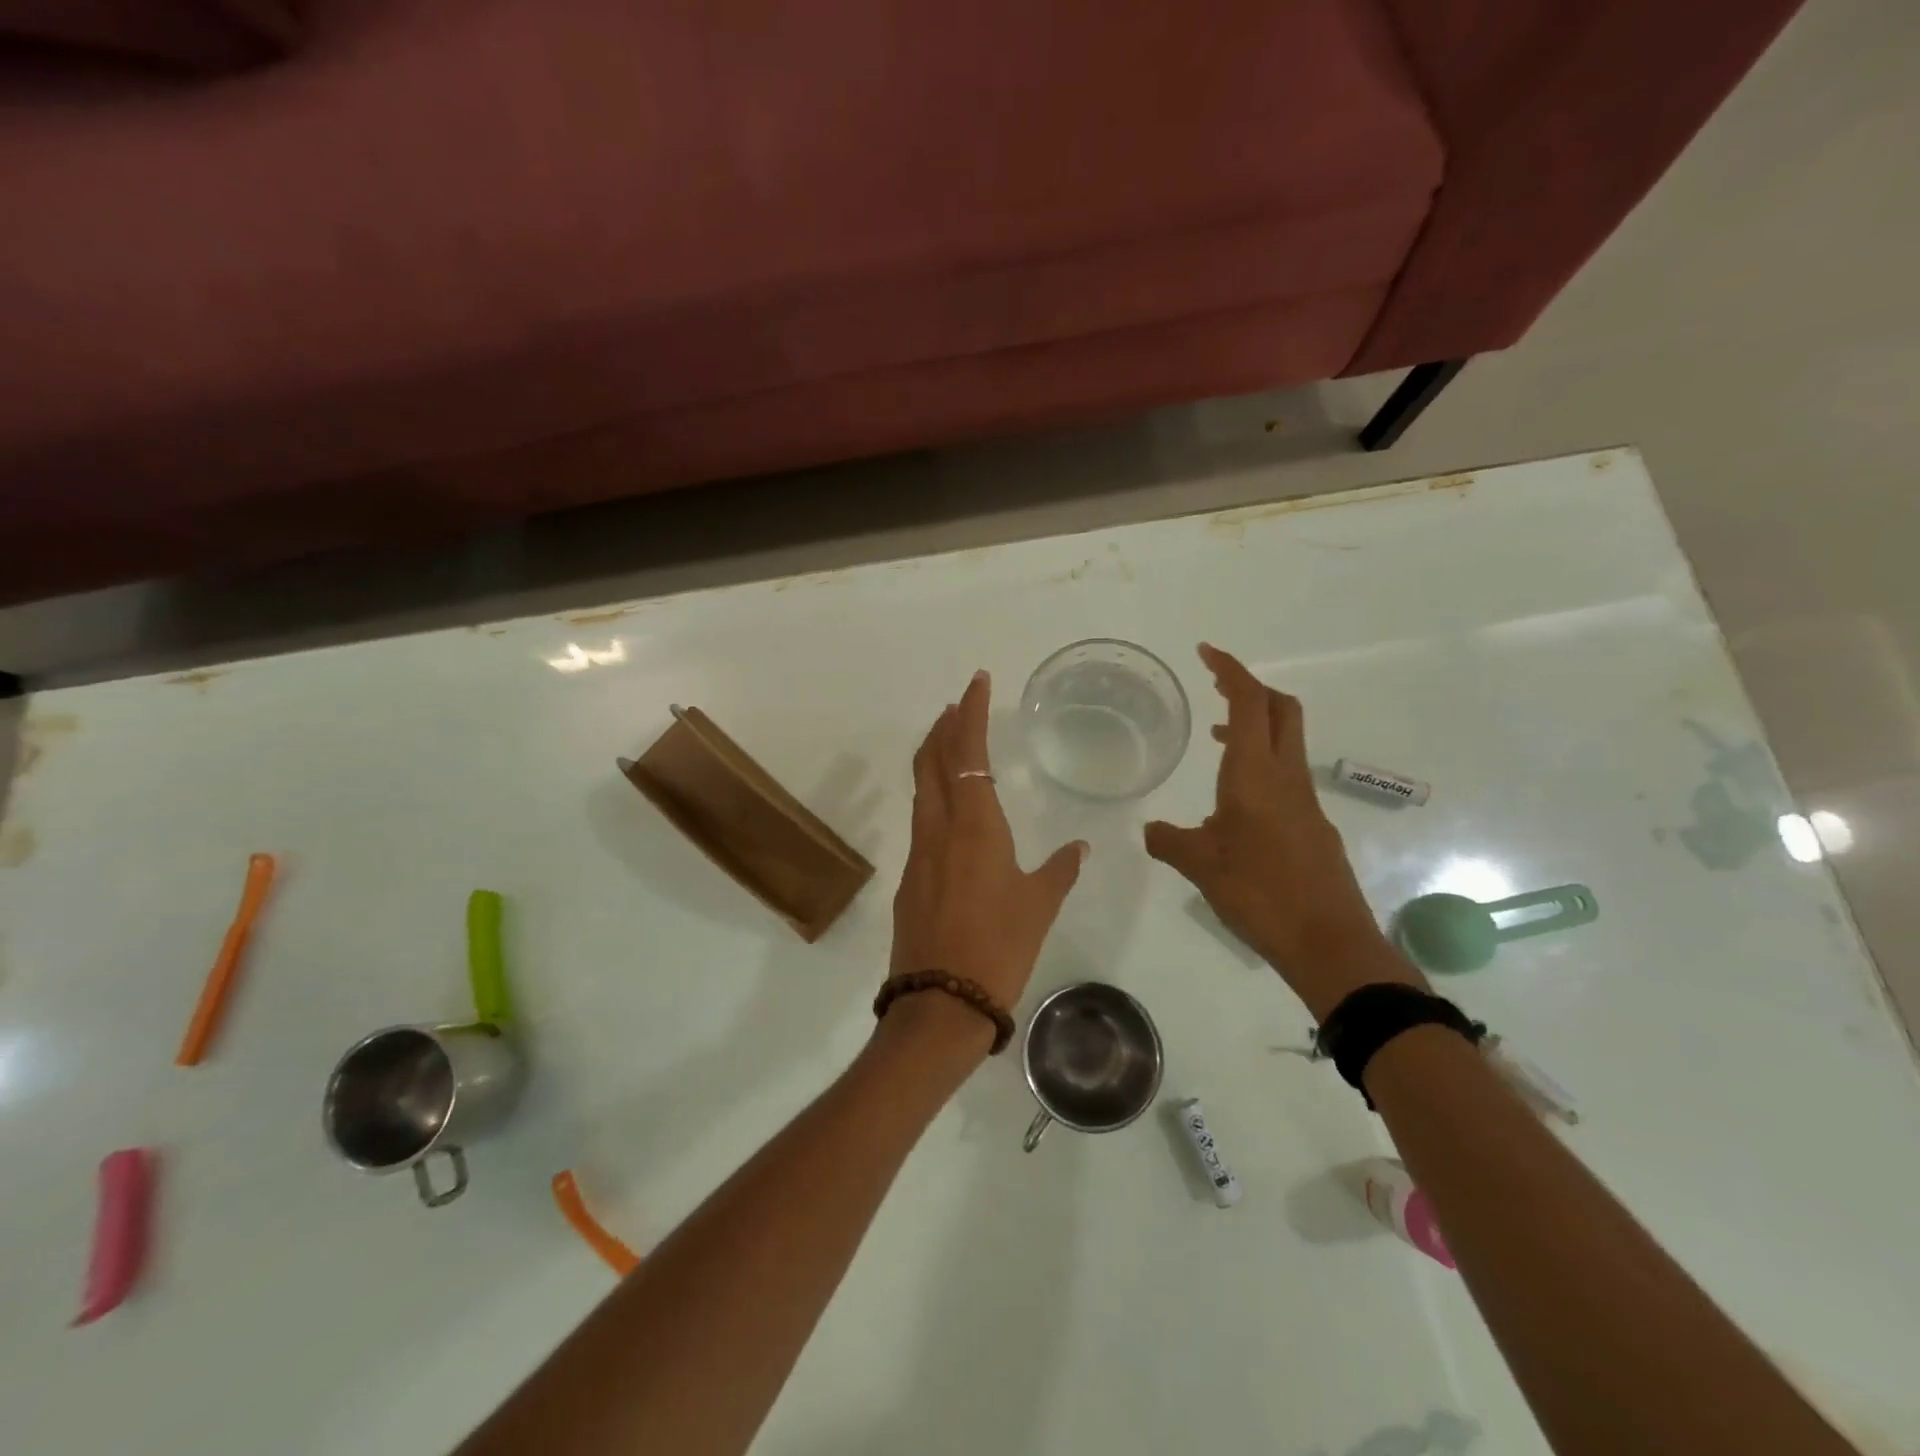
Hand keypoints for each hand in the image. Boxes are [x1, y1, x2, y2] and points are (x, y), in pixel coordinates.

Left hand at [890, 670, 1087, 1028]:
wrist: (941, 1003)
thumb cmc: (999, 948)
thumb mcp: (1038, 907)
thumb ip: (1058, 871)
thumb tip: (1078, 848)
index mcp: (975, 826)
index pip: (968, 752)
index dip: (971, 712)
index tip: (977, 681)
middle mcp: (939, 829)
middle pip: (932, 761)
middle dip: (943, 727)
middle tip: (958, 706)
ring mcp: (918, 854)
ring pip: (922, 790)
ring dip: (934, 759)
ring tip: (950, 744)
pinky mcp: (908, 879)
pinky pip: (921, 823)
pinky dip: (933, 799)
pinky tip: (949, 813)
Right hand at [1143, 644, 1423, 1018]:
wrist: (1327, 942)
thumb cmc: (1259, 893)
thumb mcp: (1200, 866)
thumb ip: (1170, 842)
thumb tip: (1150, 831)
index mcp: (1255, 774)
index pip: (1250, 702)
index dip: (1231, 671)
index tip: (1206, 653)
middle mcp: (1286, 776)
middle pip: (1280, 709)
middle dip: (1250, 689)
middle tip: (1216, 688)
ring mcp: (1305, 800)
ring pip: (1286, 741)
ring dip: (1256, 726)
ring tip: (1217, 738)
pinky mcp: (1313, 824)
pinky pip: (1288, 774)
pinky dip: (1263, 762)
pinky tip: (1237, 800)